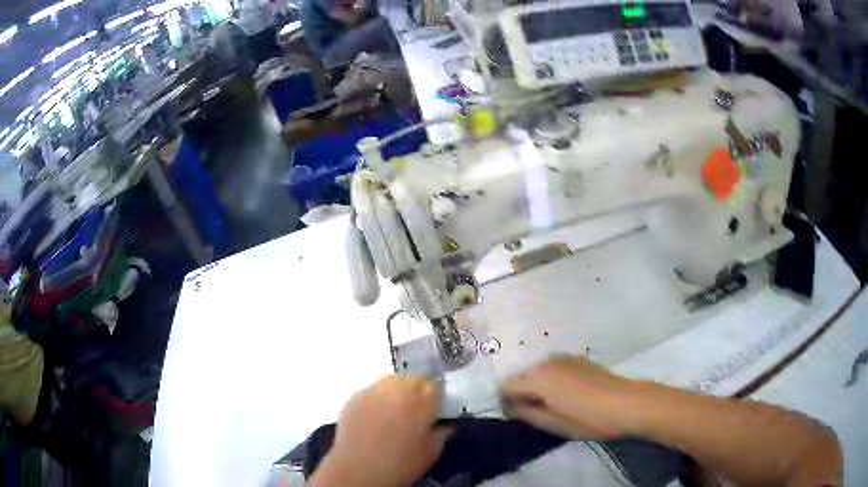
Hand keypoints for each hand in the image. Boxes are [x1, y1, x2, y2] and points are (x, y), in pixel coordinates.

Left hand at [311, 375, 450, 486]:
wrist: (359, 470)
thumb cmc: (401, 464)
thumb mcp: (432, 452)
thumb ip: (441, 433)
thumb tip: (443, 425)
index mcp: (423, 398)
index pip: (436, 385)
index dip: (436, 397)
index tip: (434, 409)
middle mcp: (398, 387)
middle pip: (413, 378)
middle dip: (417, 391)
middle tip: (415, 411)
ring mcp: (373, 390)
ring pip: (391, 381)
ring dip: (396, 391)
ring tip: (394, 411)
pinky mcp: (354, 397)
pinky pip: (371, 391)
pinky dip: (376, 399)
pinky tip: (375, 416)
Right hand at [499, 355, 638, 440]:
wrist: (627, 403)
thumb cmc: (587, 419)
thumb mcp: (552, 424)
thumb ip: (526, 414)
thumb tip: (510, 407)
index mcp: (537, 378)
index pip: (505, 386)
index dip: (505, 403)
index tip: (516, 417)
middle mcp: (546, 361)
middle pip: (521, 377)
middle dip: (522, 394)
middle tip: (537, 414)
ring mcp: (564, 357)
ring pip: (538, 372)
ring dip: (538, 387)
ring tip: (555, 405)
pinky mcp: (579, 359)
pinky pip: (555, 369)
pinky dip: (553, 380)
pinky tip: (570, 394)